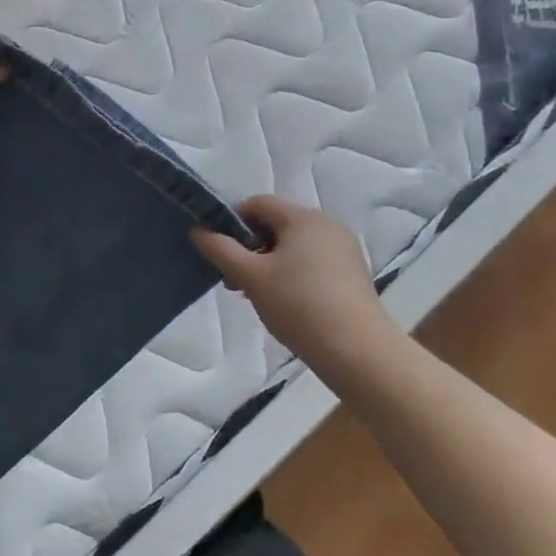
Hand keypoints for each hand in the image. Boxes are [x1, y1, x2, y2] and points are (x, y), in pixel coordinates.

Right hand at [192, 197, 389, 365]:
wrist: (358, 352)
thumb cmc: (298, 305)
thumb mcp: (250, 276)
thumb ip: (220, 249)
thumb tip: (198, 230)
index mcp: (303, 218)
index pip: (257, 204)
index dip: (231, 221)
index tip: (218, 250)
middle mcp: (327, 226)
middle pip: (276, 224)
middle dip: (248, 247)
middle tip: (232, 278)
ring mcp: (344, 250)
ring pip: (293, 246)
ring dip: (267, 263)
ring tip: (254, 294)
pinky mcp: (352, 275)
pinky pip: (312, 262)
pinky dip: (291, 274)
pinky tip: (283, 303)